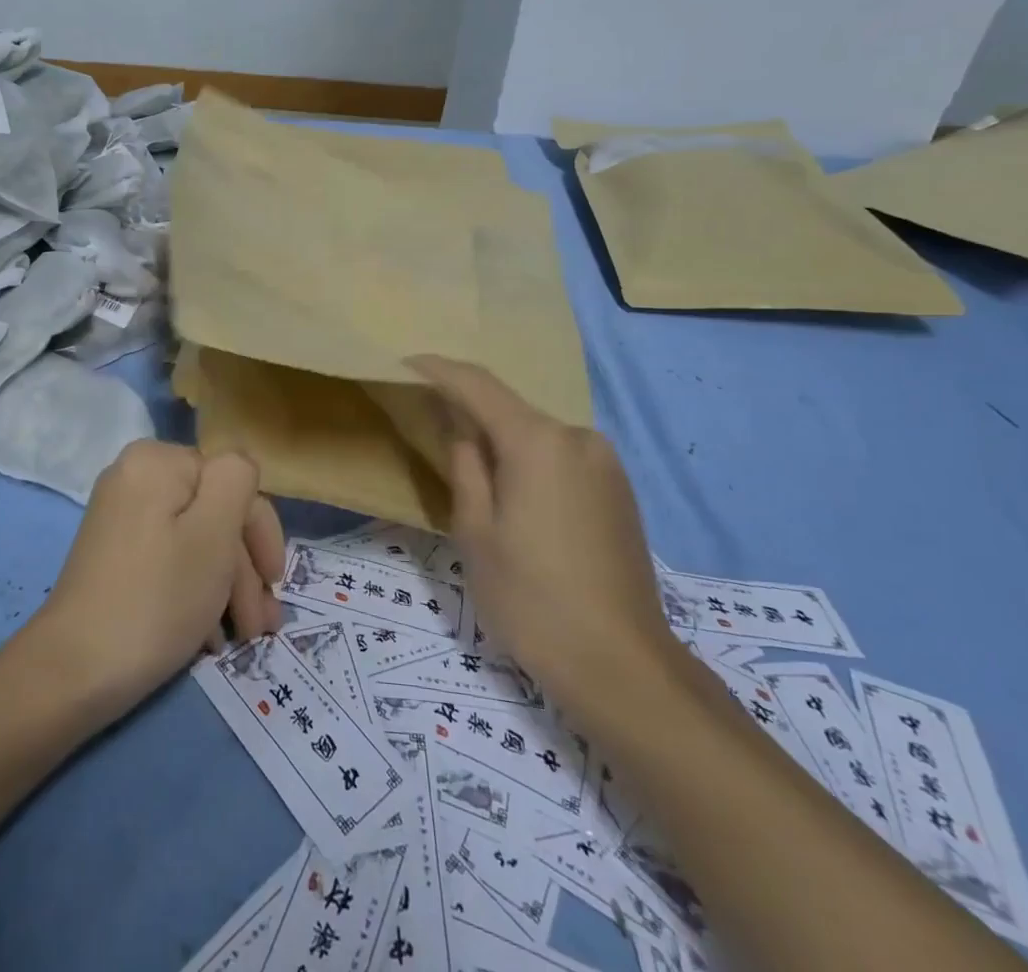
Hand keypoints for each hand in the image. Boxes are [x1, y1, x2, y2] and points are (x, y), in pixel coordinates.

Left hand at [24, 441, 285, 718]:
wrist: (72, 672)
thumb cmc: (156, 598)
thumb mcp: (213, 533)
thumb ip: (237, 480)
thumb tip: (241, 468)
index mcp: (158, 461)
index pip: (233, 481)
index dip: (259, 532)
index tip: (274, 585)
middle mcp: (137, 477)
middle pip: (214, 511)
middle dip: (244, 568)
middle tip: (262, 624)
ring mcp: (123, 516)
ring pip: (196, 539)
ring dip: (226, 586)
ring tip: (244, 636)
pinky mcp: (116, 553)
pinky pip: (170, 557)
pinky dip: (195, 590)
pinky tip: (209, 636)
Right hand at [410, 357, 677, 719]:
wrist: (622, 666)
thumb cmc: (530, 598)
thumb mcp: (475, 530)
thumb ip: (465, 464)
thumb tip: (460, 423)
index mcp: (538, 441)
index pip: (477, 385)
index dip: (438, 370)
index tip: (405, 361)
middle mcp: (578, 437)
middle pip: (510, 410)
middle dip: (469, 412)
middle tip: (431, 428)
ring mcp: (606, 463)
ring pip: (537, 435)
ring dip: (502, 441)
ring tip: (472, 474)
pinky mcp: (620, 490)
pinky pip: (561, 457)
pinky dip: (531, 461)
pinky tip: (517, 497)